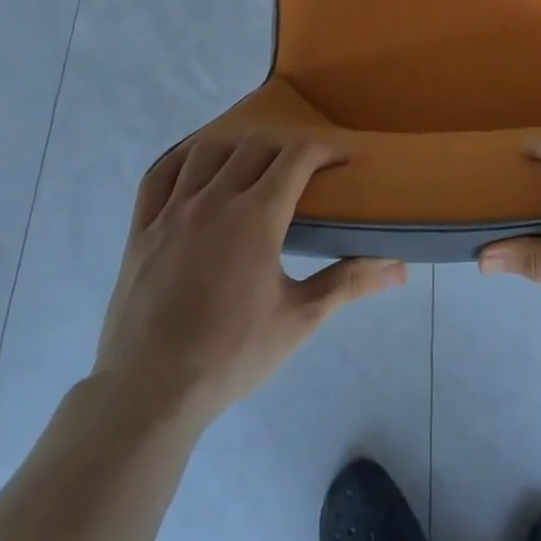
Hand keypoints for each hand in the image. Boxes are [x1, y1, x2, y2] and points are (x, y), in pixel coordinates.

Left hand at [92, 130, 407, 428]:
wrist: (149, 395)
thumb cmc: (232, 355)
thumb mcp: (300, 319)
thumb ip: (349, 282)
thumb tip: (400, 268)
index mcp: (256, 216)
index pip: (298, 155)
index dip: (326, 147)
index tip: (344, 157)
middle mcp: (214, 200)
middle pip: (256, 145)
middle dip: (288, 144)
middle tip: (307, 164)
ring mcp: (171, 212)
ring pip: (208, 151)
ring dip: (239, 145)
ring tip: (256, 159)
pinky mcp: (140, 230)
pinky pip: (159, 175)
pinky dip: (182, 158)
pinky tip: (196, 165)